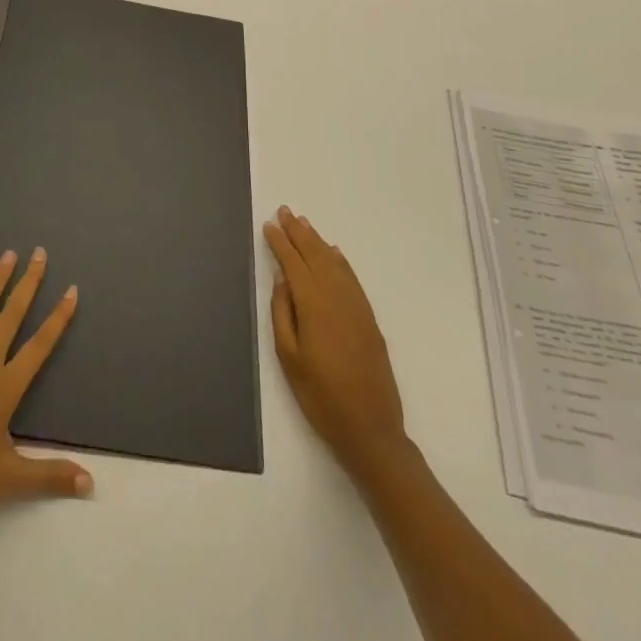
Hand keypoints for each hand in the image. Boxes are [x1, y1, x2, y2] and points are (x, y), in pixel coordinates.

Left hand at [0, 248, 90, 516]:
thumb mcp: (9, 479)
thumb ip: (50, 476)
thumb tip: (90, 484)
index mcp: (5, 386)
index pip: (39, 345)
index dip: (58, 318)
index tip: (71, 290)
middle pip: (11, 316)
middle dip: (28, 284)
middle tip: (39, 253)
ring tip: (8, 255)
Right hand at [265, 206, 407, 469]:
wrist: (370, 430)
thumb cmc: (320, 396)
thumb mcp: (288, 358)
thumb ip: (283, 314)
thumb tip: (282, 280)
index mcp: (314, 306)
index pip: (294, 264)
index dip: (281, 243)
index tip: (269, 224)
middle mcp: (337, 299)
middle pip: (316, 256)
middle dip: (299, 233)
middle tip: (285, 211)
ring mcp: (357, 308)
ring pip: (335, 264)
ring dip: (318, 241)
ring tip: (304, 224)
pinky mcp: (369, 320)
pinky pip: (352, 279)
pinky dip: (341, 261)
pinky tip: (334, 253)